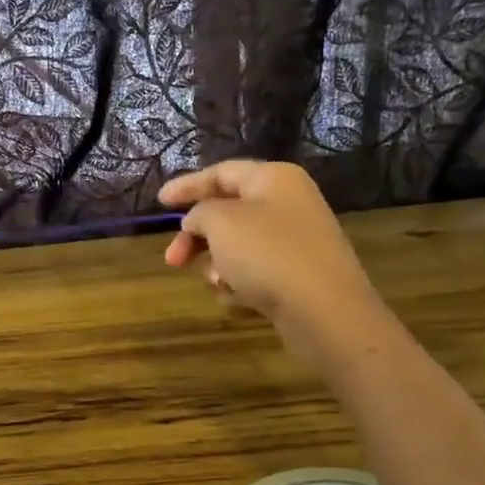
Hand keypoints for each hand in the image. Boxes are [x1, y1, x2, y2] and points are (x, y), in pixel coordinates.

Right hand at [158, 160, 384, 368]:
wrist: (325, 311)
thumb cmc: (268, 255)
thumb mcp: (220, 222)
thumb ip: (200, 212)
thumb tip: (199, 220)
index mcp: (273, 179)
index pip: (221, 173)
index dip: (187, 186)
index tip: (159, 202)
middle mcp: (288, 203)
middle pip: (227, 212)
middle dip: (196, 237)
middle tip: (172, 260)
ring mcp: (296, 240)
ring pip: (238, 245)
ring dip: (217, 263)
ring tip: (216, 281)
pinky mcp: (298, 274)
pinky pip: (256, 270)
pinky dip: (239, 281)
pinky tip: (237, 297)